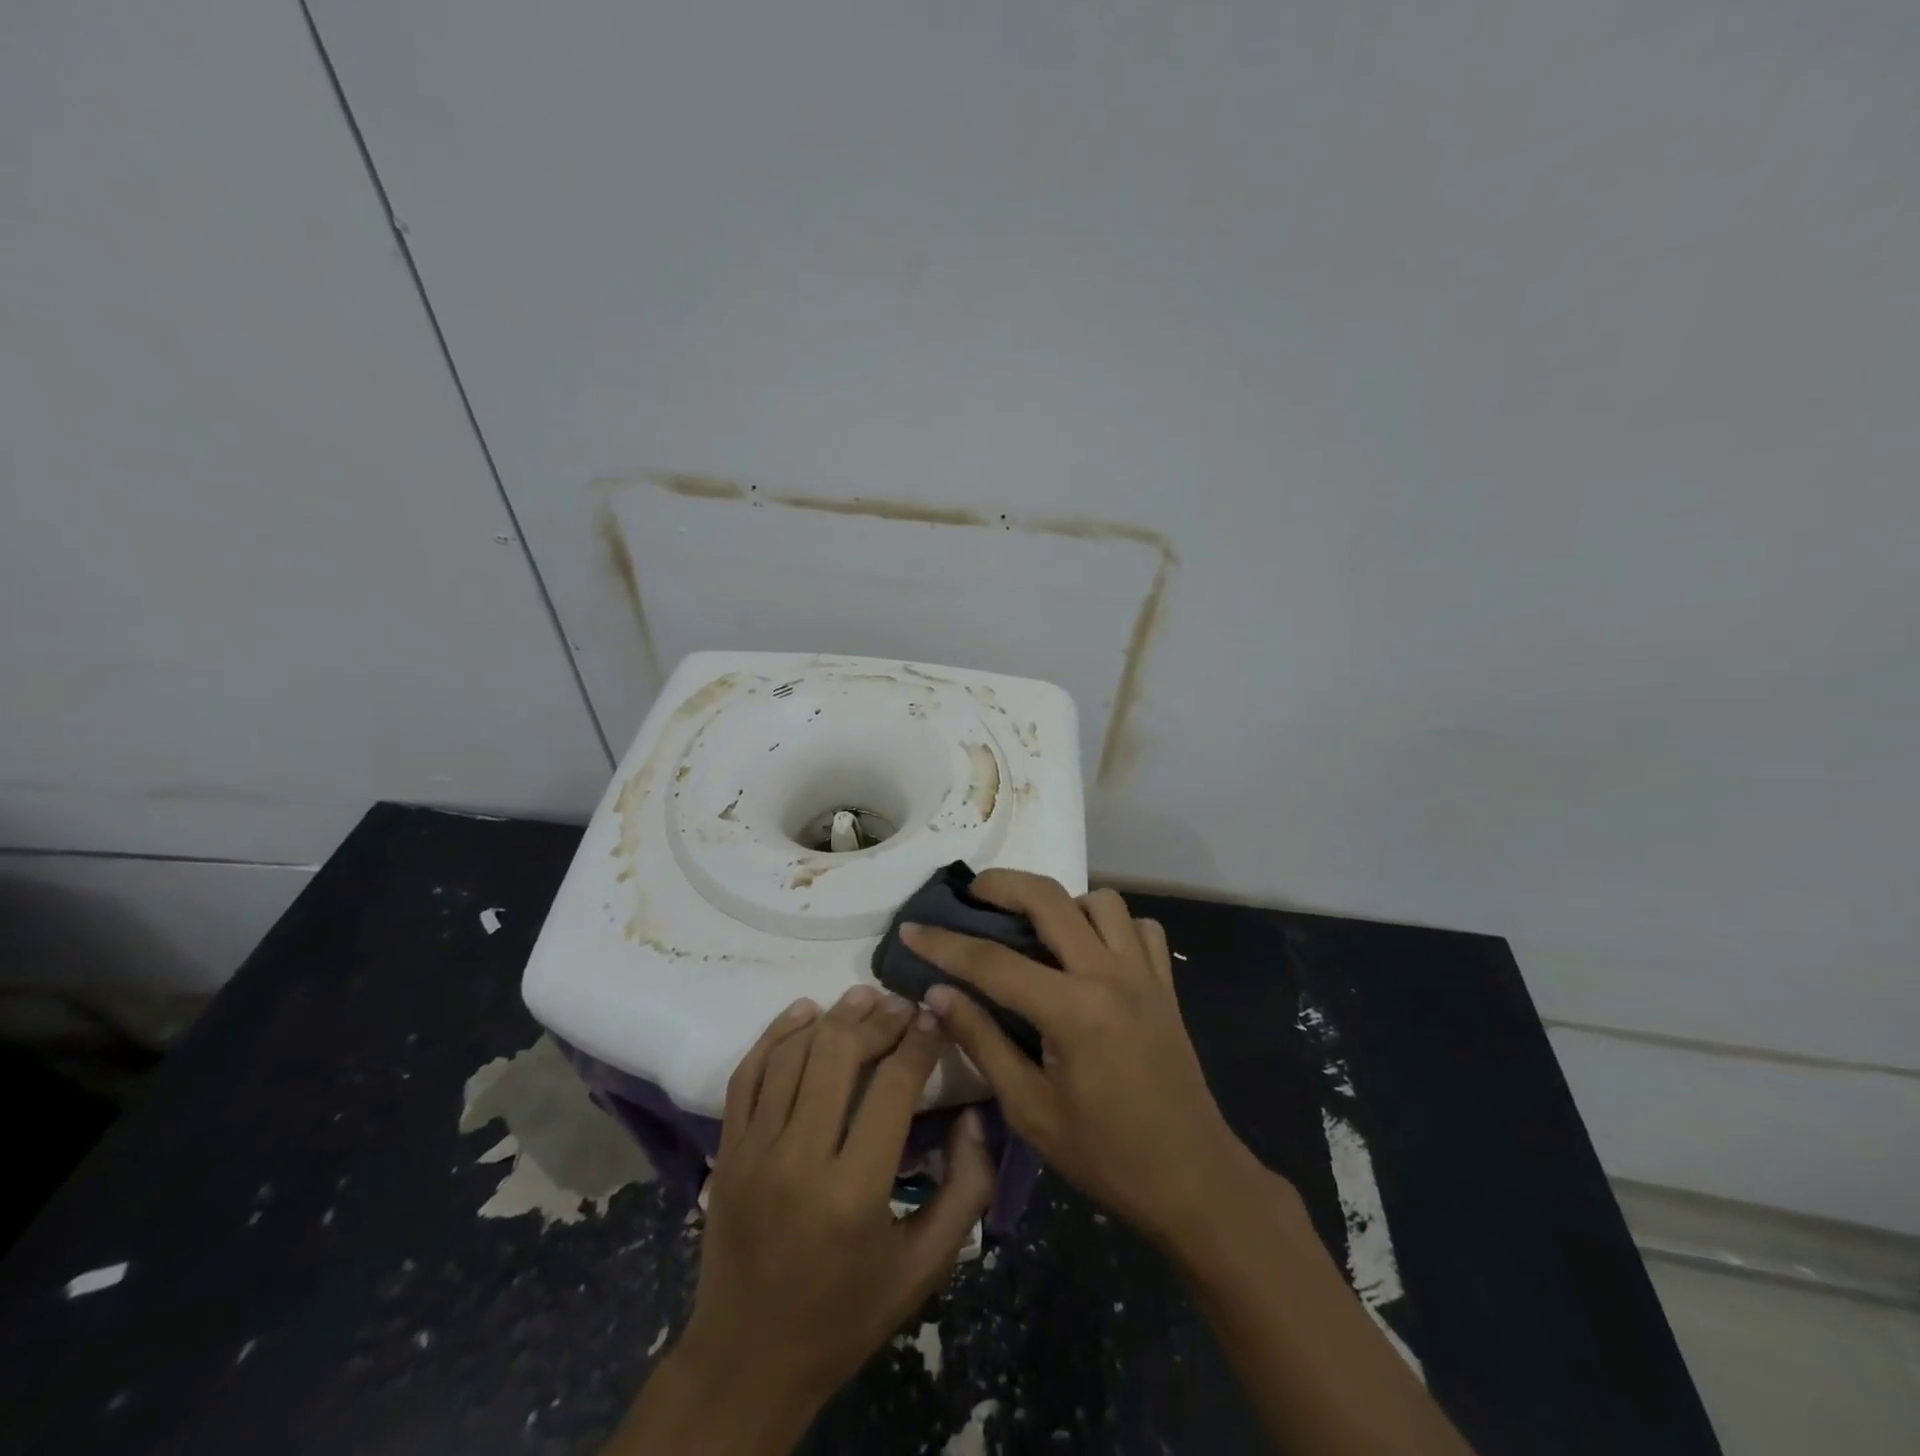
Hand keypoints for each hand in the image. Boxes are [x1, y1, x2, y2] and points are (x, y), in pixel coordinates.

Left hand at [611, 986, 995, 1454]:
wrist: (747, 1360)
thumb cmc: (846, 1315)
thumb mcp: (925, 1267)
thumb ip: (965, 1188)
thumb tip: (972, 1115)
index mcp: (854, 1192)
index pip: (893, 1087)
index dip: (919, 1042)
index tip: (935, 1018)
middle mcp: (799, 1159)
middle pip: (839, 1056)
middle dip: (878, 1019)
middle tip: (903, 1004)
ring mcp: (753, 1150)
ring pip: (793, 1055)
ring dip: (832, 1017)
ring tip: (863, 998)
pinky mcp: (725, 1150)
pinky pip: (747, 1073)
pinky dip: (775, 1034)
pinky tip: (802, 1011)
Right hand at [903, 872, 1246, 1248]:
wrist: (1192, 1179)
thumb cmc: (1105, 1155)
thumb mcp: (1029, 1109)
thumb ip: (981, 1042)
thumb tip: (937, 994)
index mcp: (1072, 1011)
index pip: (992, 961)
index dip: (944, 943)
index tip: (911, 928)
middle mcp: (1109, 975)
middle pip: (1049, 898)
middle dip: (1002, 884)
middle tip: (972, 894)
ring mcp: (1144, 973)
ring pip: (1101, 900)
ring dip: (1064, 903)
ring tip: (1038, 928)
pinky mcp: (1166, 983)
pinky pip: (1140, 927)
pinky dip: (1111, 925)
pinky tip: (1092, 951)